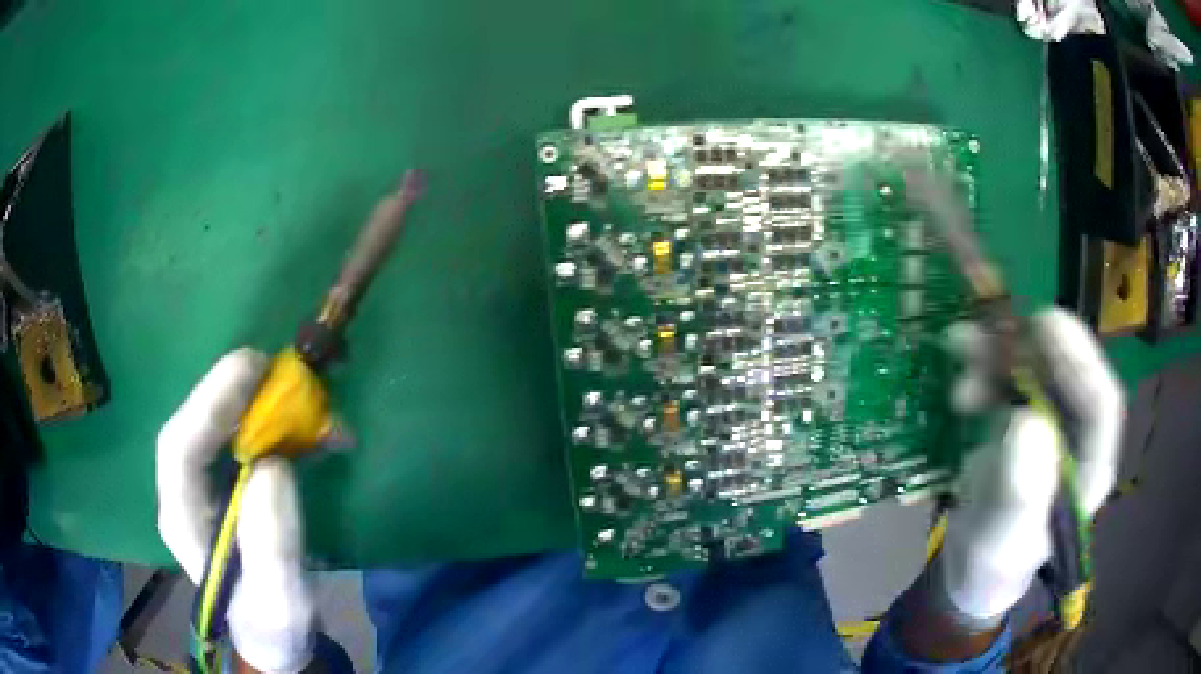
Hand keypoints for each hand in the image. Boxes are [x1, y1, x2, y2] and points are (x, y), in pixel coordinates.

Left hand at [157, 348, 314, 672]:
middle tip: (280, 370)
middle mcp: (184, 492)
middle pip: (195, 424)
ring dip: (259, 404)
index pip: (179, 448)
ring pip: (218, 425)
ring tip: (308, 402)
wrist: (274, 636)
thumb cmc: (274, 626)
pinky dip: (274, 424)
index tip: (254, 372)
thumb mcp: (282, 602)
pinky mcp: (226, 482)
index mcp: (182, 521)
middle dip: (233, 391)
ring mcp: (203, 485)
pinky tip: (311, 431)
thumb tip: (274, 467)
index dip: (209, 402)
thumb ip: (273, 545)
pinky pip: (242, 438)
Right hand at [939, 308, 1123, 623]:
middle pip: (1067, 373)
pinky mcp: (1022, 419)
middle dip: (1030, 347)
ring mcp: (1050, 424)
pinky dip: (983, 368)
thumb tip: (1027, 423)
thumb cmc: (993, 565)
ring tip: (959, 346)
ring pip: (1035, 369)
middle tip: (991, 329)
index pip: (1100, 403)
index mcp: (1090, 467)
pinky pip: (1007, 380)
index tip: (1044, 325)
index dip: (1079, 359)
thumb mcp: (1002, 540)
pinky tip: (959, 374)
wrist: (970, 572)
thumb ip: (1019, 493)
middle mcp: (1076, 436)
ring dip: (998, 352)